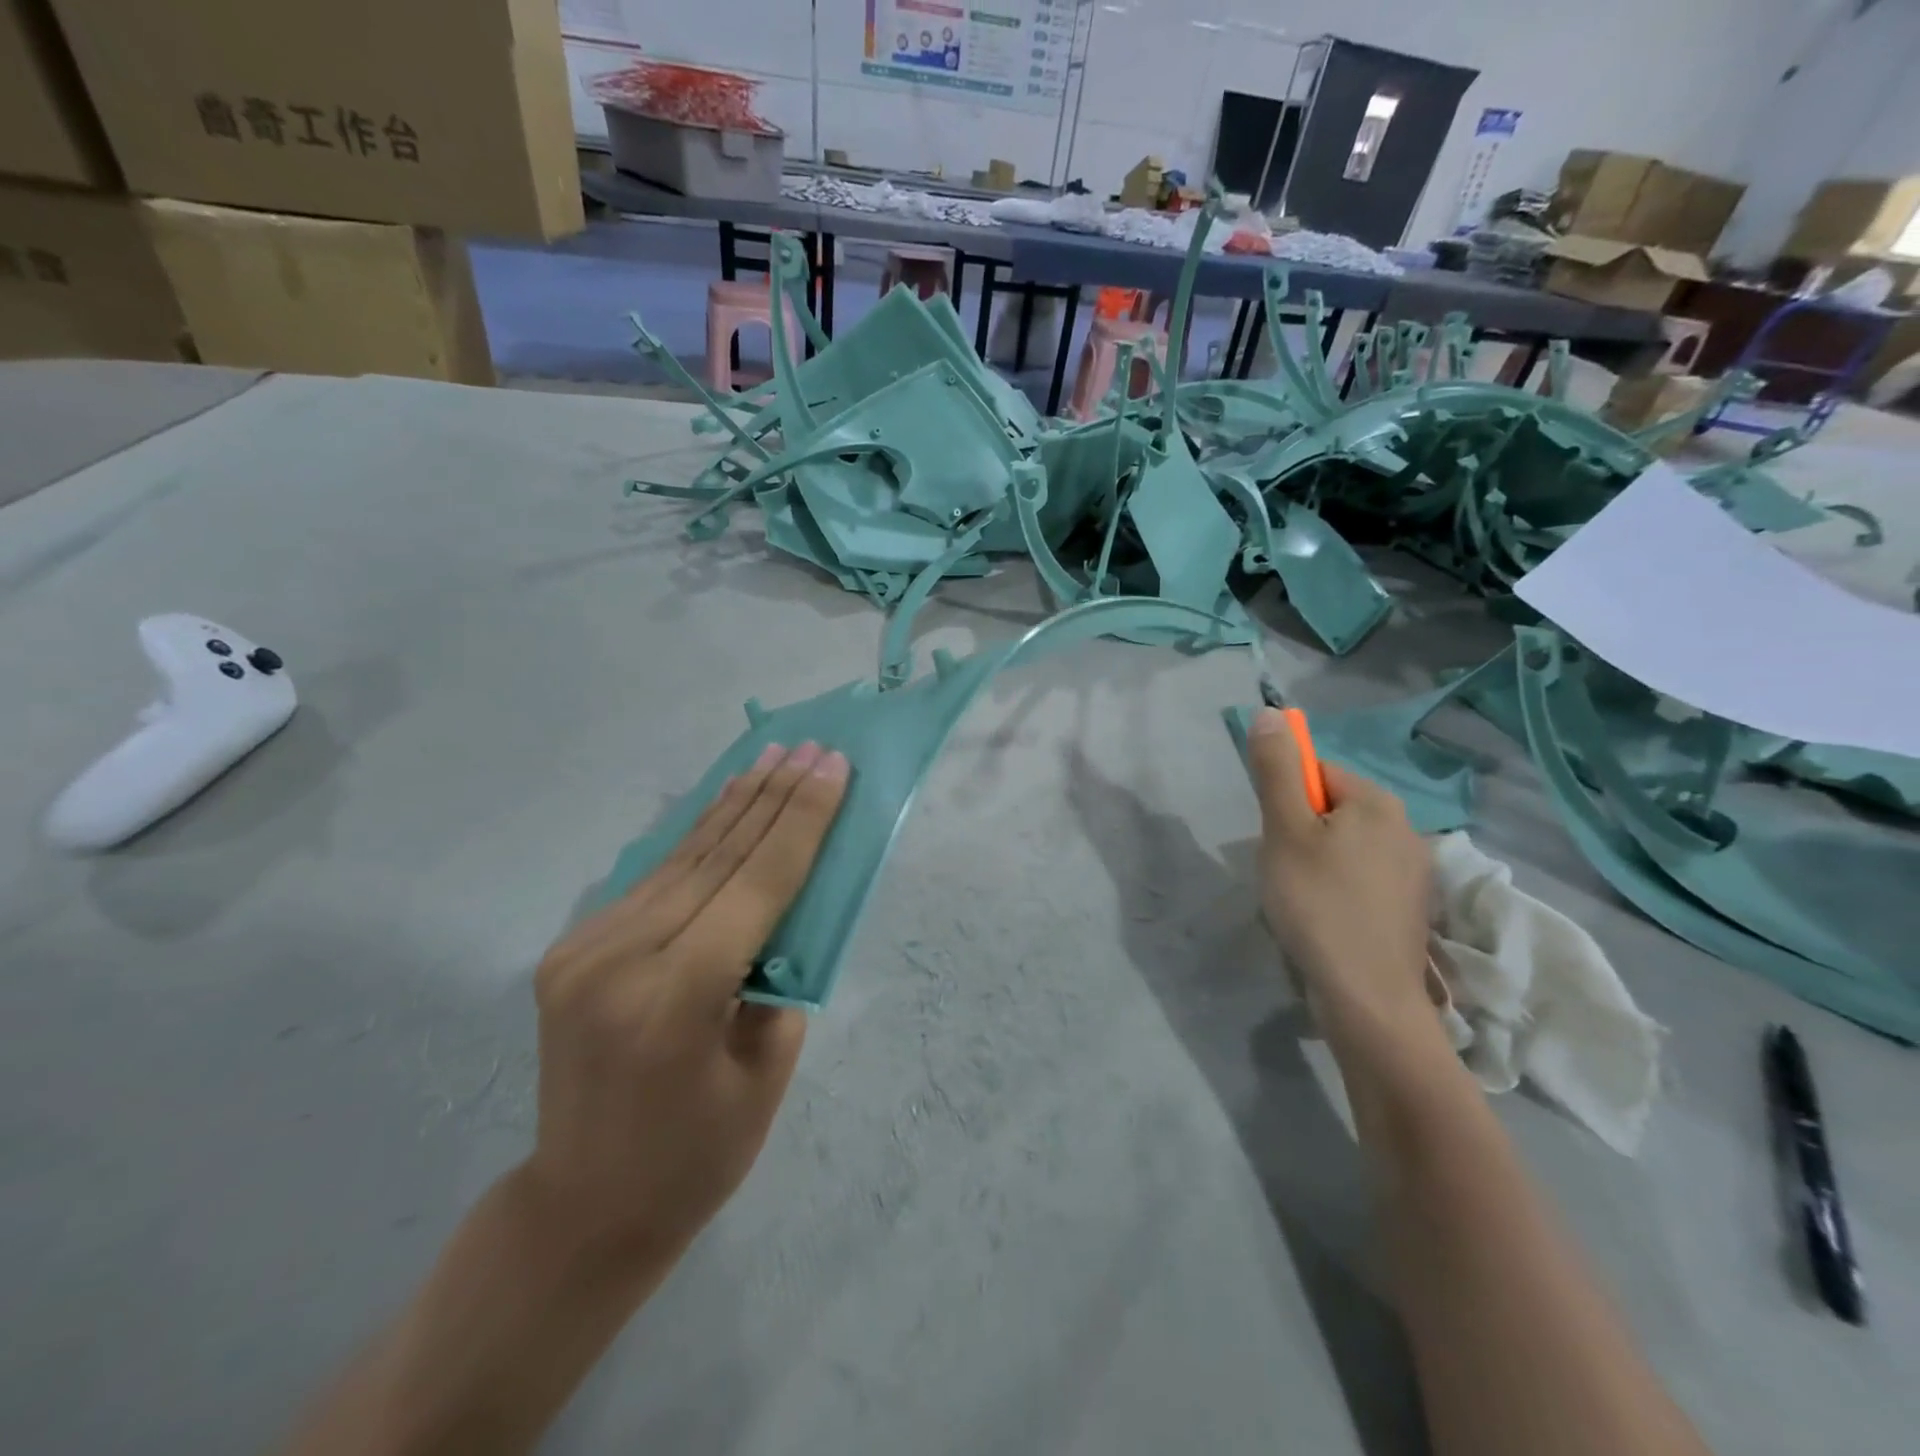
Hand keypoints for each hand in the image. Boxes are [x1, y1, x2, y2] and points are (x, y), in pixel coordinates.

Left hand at [525, 741, 849, 1261]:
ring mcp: (585, 948)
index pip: (757, 883)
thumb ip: (780, 974)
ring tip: (773, 754)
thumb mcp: (767, 1071)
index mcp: (676, 997)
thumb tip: (788, 903)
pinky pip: (652, 878)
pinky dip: (696, 836)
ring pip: (681, 856)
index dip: (802, 820)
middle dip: (775, 796)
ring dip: (735, 802)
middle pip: (718, 856)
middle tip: (813, 747)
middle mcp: (621, 957)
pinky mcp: (572, 947)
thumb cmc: (698, 1156)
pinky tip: (724, 803)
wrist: (582, 1208)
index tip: (833, 767)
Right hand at [1247, 707, 1433, 1051]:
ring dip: (1314, 861)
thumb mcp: (1284, 829)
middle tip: (1282, 868)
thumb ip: (1276, 769)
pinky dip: (1335, 888)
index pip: (1318, 772)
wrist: (1367, 997)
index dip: (1285, 799)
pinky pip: (1360, 877)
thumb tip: (1270, 713)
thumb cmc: (1318, 903)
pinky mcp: (1408, 908)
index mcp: (1378, 802)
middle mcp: (1406, 828)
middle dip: (1298, 831)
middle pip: (1332, 808)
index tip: (1274, 837)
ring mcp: (1414, 872)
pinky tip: (1323, 918)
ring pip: (1344, 846)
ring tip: (1300, 898)